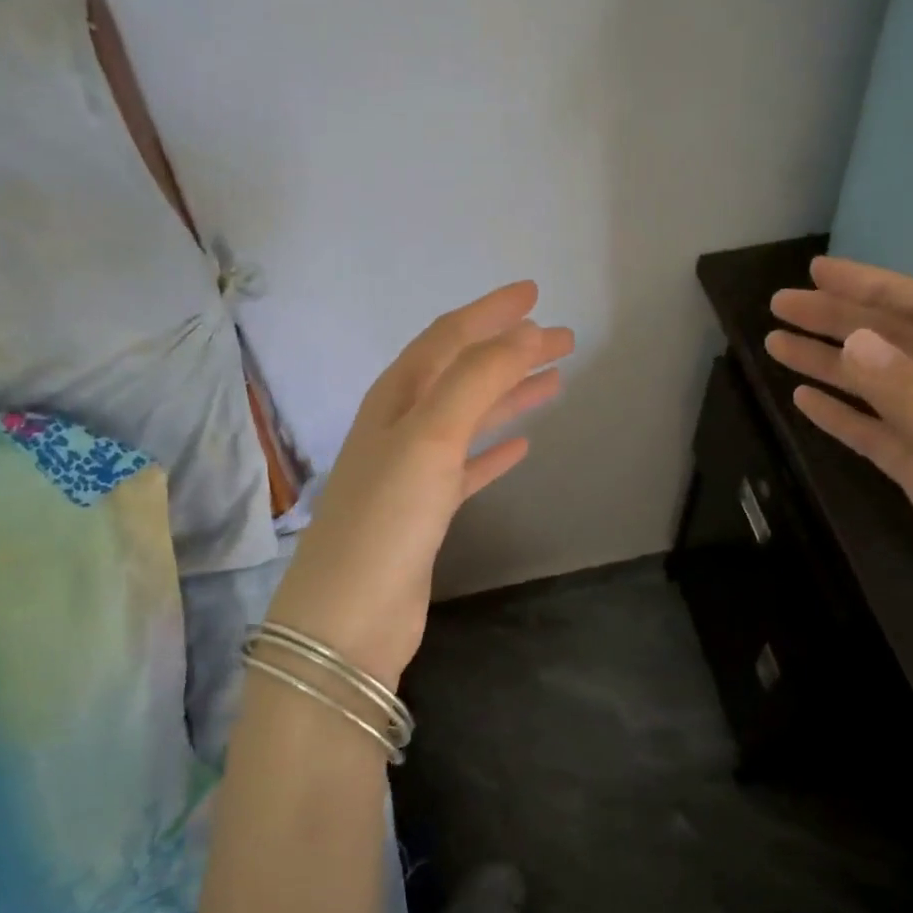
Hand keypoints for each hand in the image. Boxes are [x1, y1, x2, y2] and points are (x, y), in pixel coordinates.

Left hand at [265, 282, 573, 688]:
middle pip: (462, 374)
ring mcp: (412, 472)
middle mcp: (400, 427)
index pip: (446, 339)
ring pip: (469, 418)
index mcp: (394, 399)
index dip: (490, 313)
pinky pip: (468, 468)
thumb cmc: (387, 518)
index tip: (534, 294)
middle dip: (509, 352)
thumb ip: (476, 379)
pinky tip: (524, 445)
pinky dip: (495, 451)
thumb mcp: (430, 436)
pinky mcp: (426, 514)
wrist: (351, 618)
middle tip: (562, 339)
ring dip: (509, 396)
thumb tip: (523, 333)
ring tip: (555, 380)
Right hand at [767, 257, 912, 678]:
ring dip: (831, 363)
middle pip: (899, 344)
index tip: (817, 275)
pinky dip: (842, 414)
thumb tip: (857, 343)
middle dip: (840, 320)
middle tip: (779, 309)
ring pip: (880, 387)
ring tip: (777, 346)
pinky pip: (877, 434)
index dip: (875, 288)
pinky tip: (807, 401)